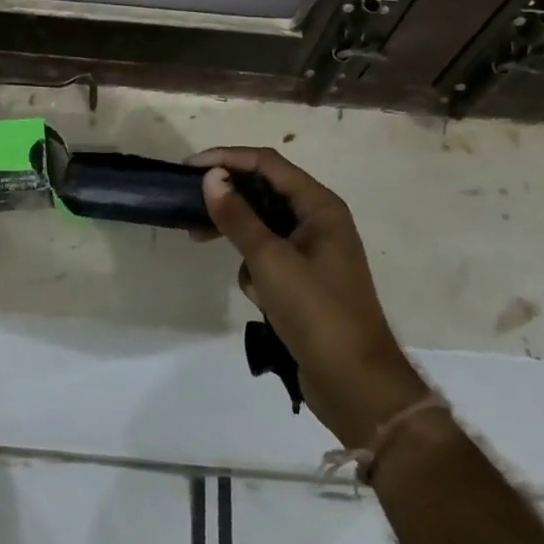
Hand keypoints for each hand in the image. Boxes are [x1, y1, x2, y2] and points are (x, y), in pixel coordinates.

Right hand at [190, 147, 426, 444]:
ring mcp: (314, 252)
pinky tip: (256, 295)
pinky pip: (269, 257)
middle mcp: (319, 221)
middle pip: (264, 191)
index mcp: (320, 206)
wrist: (356, 384)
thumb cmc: (316, 313)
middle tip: (188, 203)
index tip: (189, 167)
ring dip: (238, 235)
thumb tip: (211, 177)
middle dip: (227, 197)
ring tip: (202, 241)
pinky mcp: (305, 280)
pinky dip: (255, 268)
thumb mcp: (270, 260)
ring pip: (263, 226)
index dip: (227, 159)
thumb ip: (238, 217)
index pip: (267, 164)